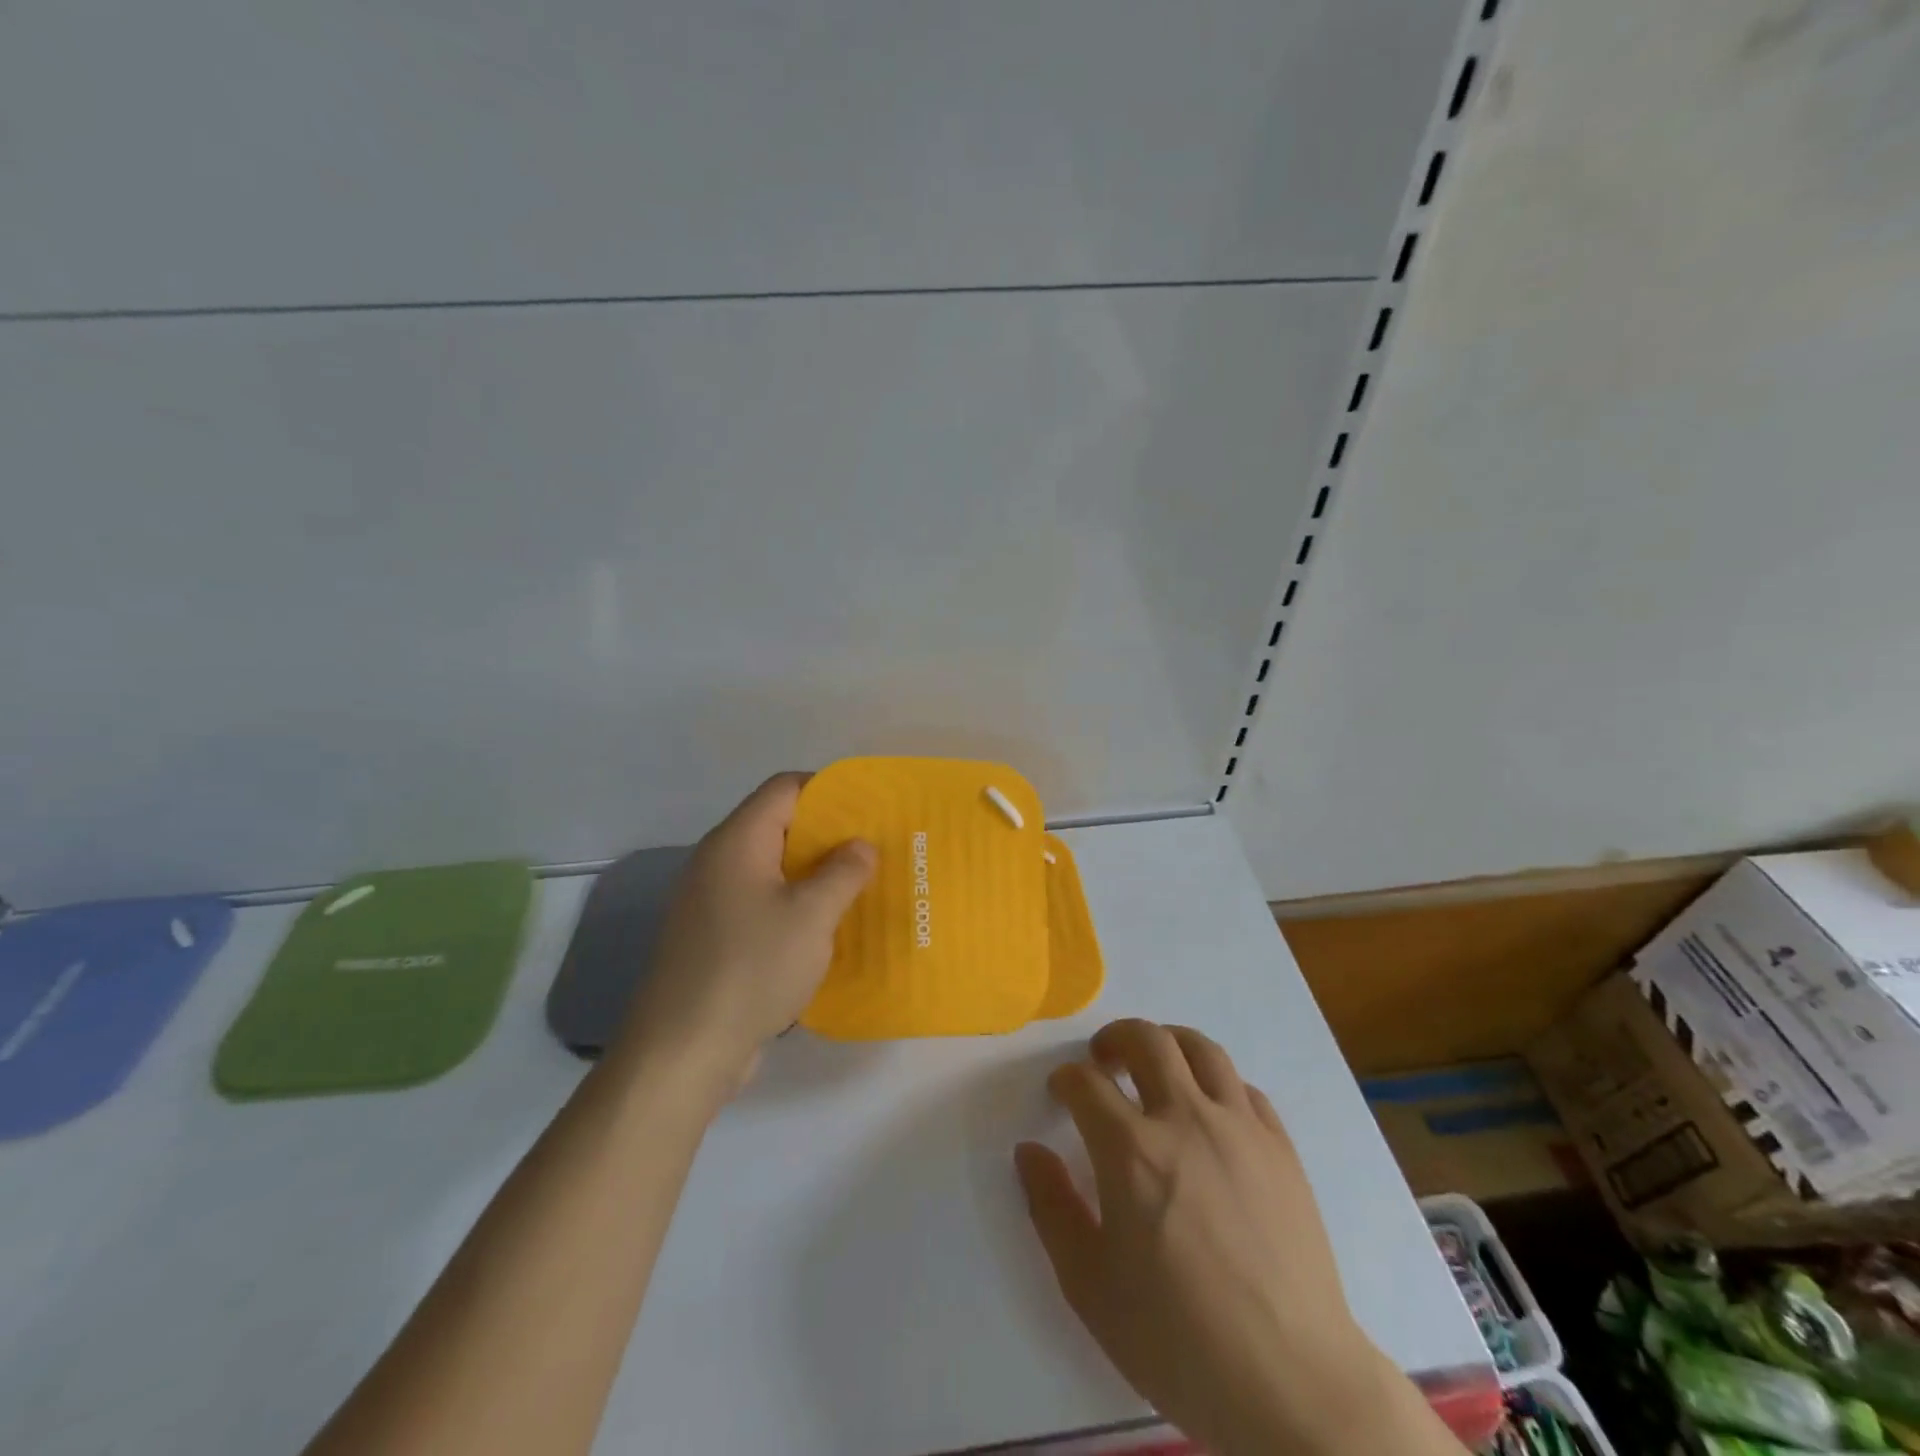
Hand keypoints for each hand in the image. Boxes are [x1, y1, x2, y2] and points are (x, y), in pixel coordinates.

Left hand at [613, 773, 874, 1094]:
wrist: (683, 1050)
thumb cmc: (752, 968)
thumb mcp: (811, 916)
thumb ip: (843, 872)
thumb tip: (860, 845)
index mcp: (737, 842)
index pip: (785, 788)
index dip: (829, 790)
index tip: (869, 809)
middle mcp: (718, 862)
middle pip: (779, 827)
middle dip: (828, 836)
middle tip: (873, 851)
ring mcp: (712, 902)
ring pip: (773, 870)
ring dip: (814, 875)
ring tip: (860, 888)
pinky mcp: (714, 938)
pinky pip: (762, 905)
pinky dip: (795, 907)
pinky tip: (826, 930)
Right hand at [1016, 1019, 1458, 1455]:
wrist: (1293, 1384)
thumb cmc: (1178, 1339)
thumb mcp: (1090, 1285)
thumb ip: (1052, 1207)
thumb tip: (1030, 1151)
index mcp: (1131, 1150)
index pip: (1086, 1083)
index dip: (1066, 1079)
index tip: (1061, 1091)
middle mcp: (1185, 1118)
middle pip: (1146, 1040)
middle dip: (1115, 1038)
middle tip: (1104, 1059)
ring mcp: (1239, 1128)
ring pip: (1200, 1048)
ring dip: (1168, 1043)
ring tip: (1156, 1066)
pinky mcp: (1280, 1147)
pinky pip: (1244, 1088)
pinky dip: (1216, 1083)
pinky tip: (1209, 1111)